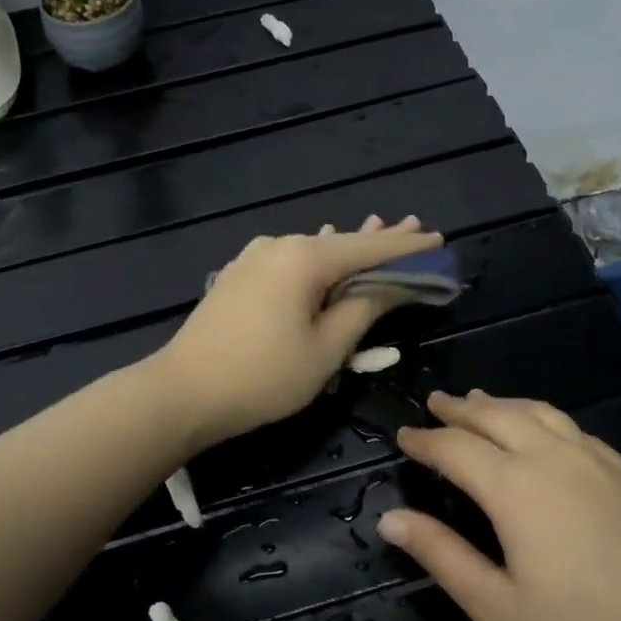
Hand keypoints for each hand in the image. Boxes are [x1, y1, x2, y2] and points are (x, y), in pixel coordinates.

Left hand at [154, 216, 443, 449]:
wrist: (183, 392)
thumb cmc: (263, 376)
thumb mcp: (325, 349)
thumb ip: (362, 311)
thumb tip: (389, 285)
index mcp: (304, 258)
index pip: (370, 248)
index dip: (407, 247)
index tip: (438, 239)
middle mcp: (278, 246)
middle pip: (341, 243)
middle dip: (379, 241)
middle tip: (415, 229)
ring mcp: (252, 259)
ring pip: (313, 252)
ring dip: (346, 250)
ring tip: (378, 232)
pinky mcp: (237, 278)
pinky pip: (289, 263)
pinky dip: (315, 263)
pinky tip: (322, 251)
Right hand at [376, 390, 620, 620]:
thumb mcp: (497, 611)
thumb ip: (441, 556)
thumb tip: (389, 518)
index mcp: (518, 489)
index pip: (456, 449)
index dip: (424, 440)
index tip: (401, 436)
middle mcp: (560, 461)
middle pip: (501, 417)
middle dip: (463, 408)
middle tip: (436, 403)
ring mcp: (605, 467)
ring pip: (544, 414)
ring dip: (505, 404)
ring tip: (482, 401)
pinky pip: (578, 431)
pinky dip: (546, 419)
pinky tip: (547, 435)